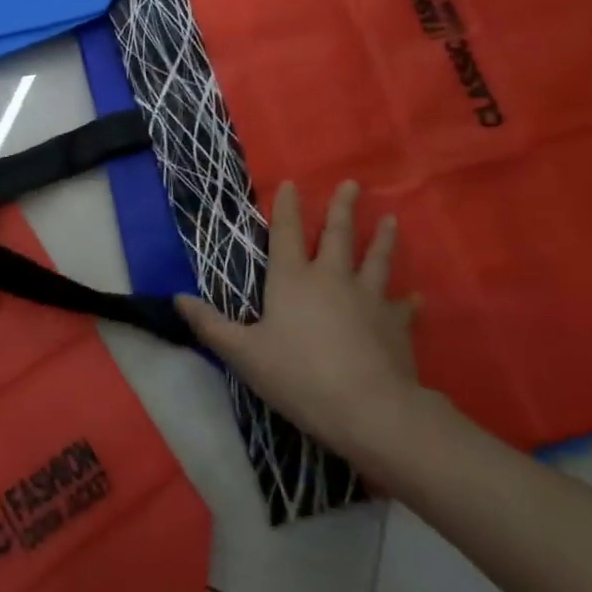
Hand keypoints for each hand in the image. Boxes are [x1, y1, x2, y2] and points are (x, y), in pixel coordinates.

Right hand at [175, 180, 424, 459]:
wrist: (368, 408)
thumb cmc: (299, 376)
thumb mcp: (243, 354)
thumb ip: (210, 325)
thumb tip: (177, 298)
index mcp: (292, 280)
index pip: (285, 233)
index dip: (287, 208)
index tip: (292, 183)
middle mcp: (331, 278)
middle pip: (337, 235)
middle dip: (342, 208)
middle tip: (352, 184)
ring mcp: (368, 298)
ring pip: (376, 259)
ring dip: (382, 239)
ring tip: (390, 219)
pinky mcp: (396, 323)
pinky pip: (403, 306)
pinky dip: (408, 300)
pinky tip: (415, 296)